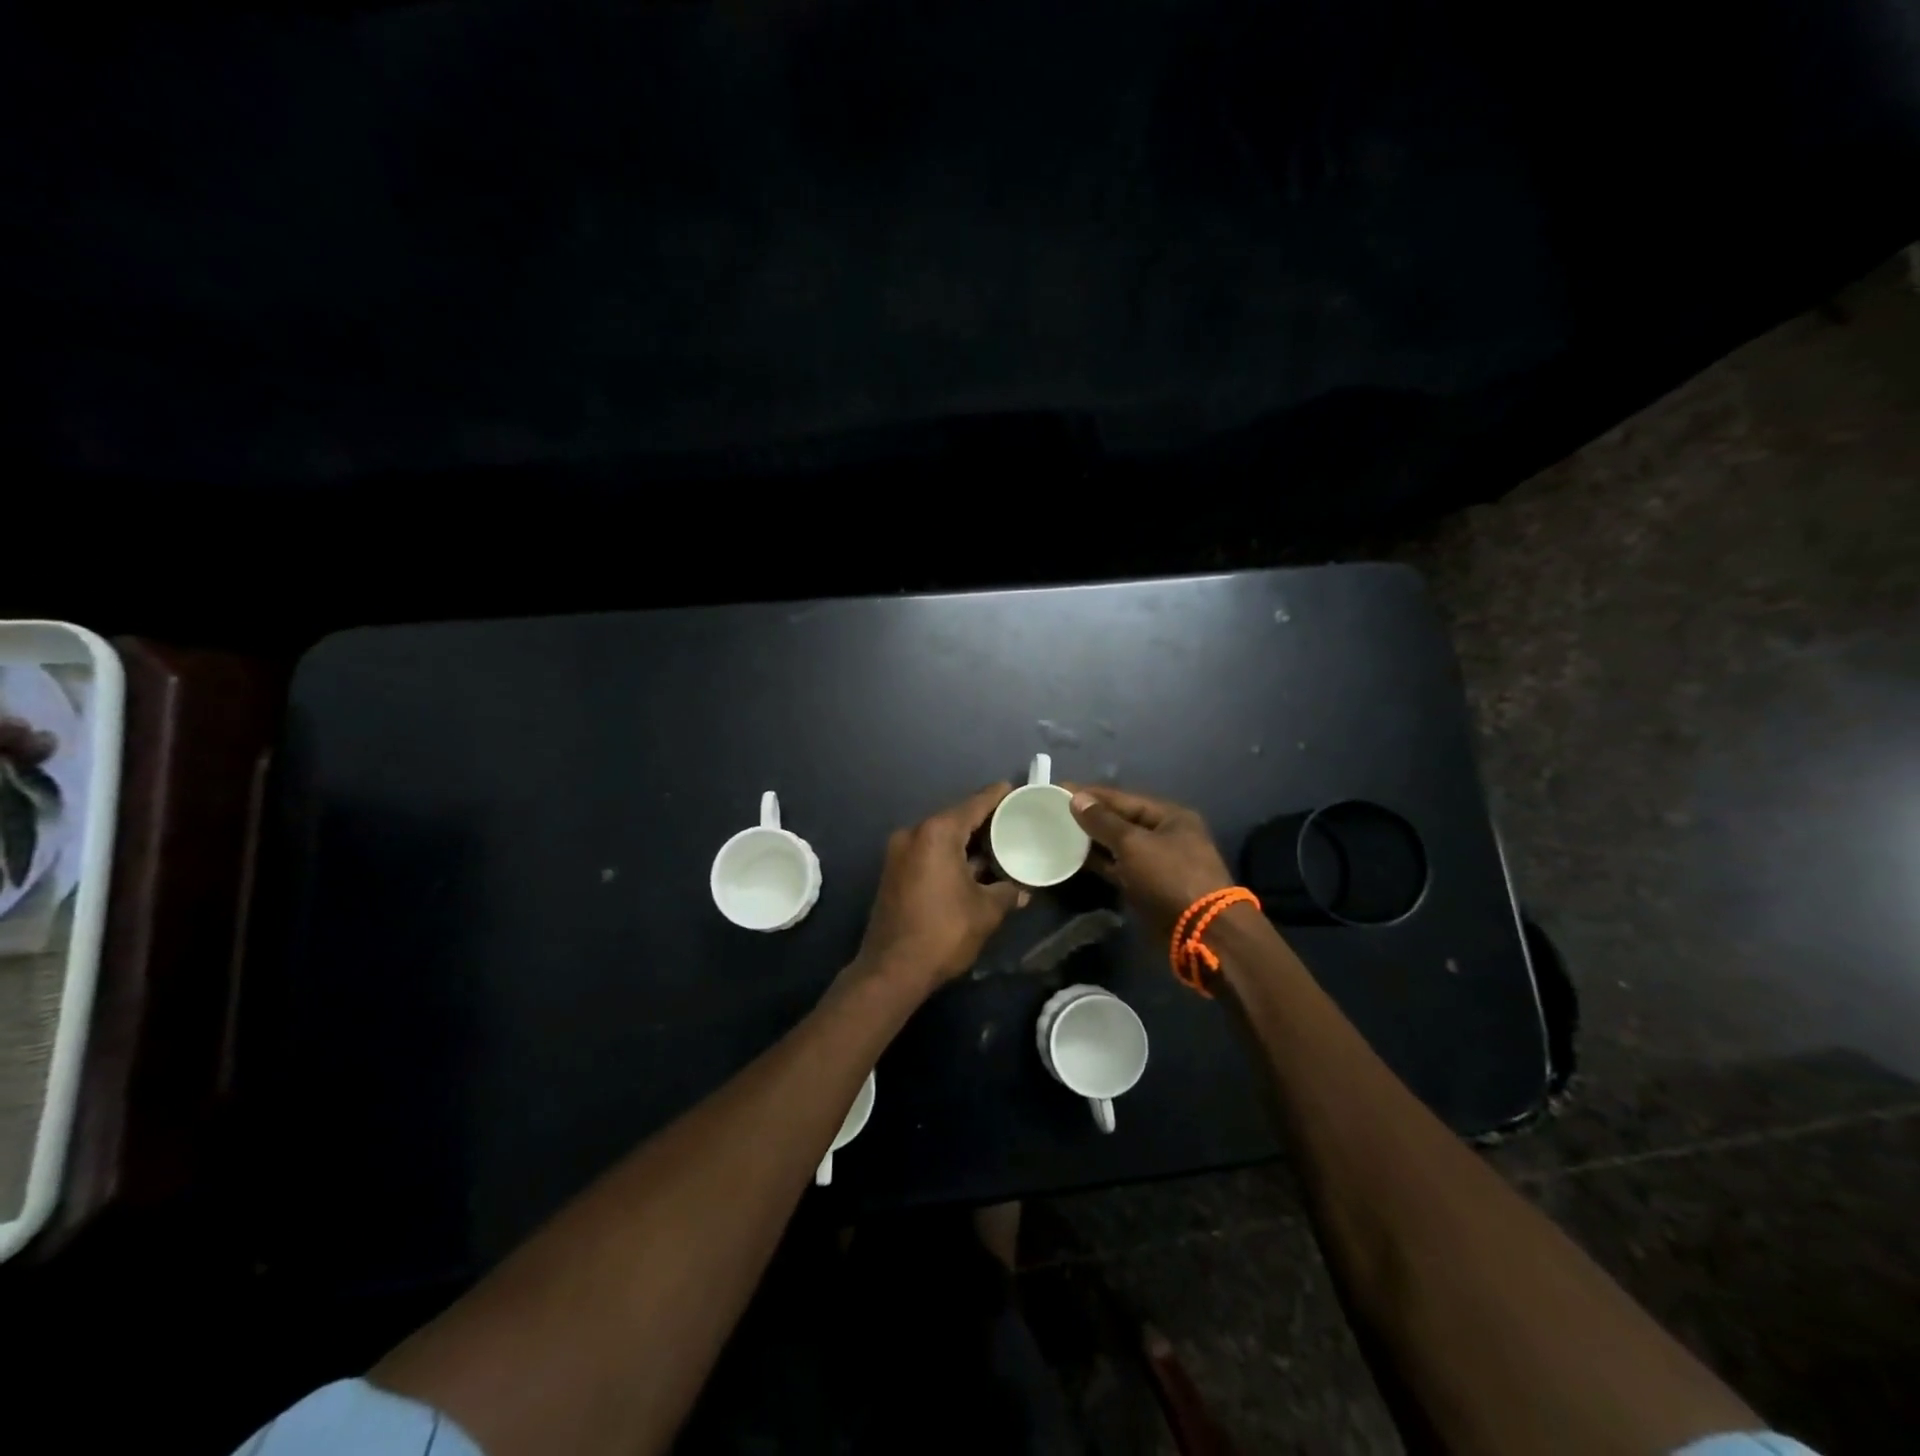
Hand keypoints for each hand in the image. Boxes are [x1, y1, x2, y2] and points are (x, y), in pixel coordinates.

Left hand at [851, 784, 1029, 994]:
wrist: (892, 970)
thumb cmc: (944, 932)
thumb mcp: (986, 911)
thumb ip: (1008, 892)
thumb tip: (1023, 890)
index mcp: (937, 833)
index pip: (975, 804)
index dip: (998, 796)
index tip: (1018, 791)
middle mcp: (914, 834)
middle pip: (956, 818)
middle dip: (985, 821)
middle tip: (1016, 823)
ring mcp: (899, 853)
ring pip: (942, 837)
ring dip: (968, 842)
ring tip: (1000, 847)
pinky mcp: (894, 872)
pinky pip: (929, 853)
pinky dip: (951, 855)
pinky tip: (974, 868)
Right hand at [1066, 786, 1235, 946]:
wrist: (1201, 932)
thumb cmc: (1169, 877)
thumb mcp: (1134, 844)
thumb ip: (1103, 821)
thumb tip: (1077, 799)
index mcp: (1169, 816)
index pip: (1123, 798)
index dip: (1090, 794)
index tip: (1059, 789)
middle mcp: (1165, 835)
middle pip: (1121, 820)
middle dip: (1089, 817)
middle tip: (1053, 812)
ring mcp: (1157, 863)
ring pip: (1118, 845)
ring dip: (1091, 841)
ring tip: (1058, 833)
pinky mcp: (1148, 886)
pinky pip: (1119, 867)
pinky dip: (1099, 863)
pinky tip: (1074, 859)